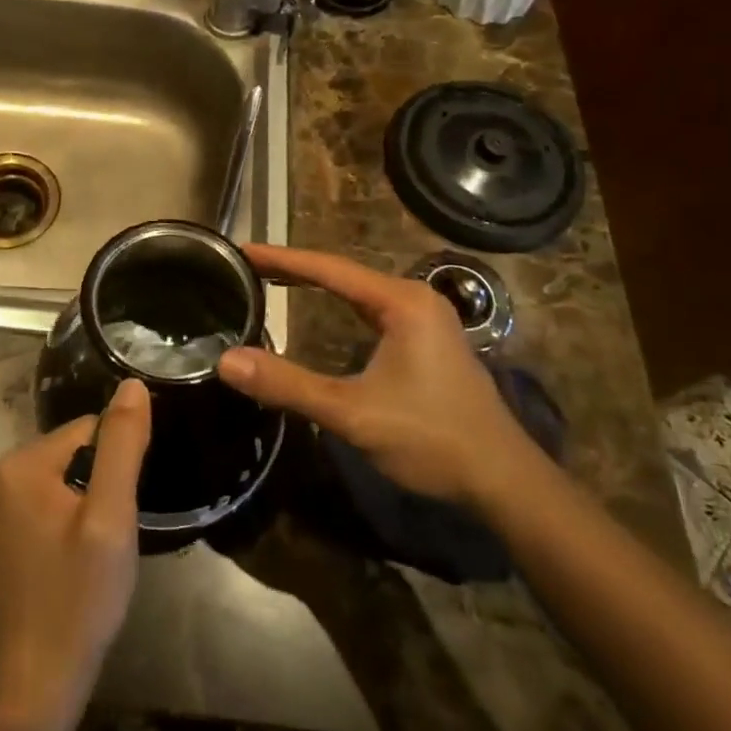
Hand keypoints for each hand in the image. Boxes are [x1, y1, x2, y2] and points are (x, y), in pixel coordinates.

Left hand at [0, 378, 150, 730]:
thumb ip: (122, 445)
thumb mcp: (110, 517)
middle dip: (104, 480)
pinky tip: (84, 552)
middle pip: (76, 449)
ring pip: (68, 474)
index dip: (118, 463)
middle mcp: (2, 472)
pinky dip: (76, 513)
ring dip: (93, 499)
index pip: (88, 429)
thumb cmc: (79, 596)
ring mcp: (1, 502)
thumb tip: (132, 384)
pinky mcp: (8, 526)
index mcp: (21, 463)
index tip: (127, 505)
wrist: (40, 679)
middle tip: (116, 530)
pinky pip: (54, 496)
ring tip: (103, 544)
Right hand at [217, 244, 533, 505]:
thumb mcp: (352, 413)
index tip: (242, 250)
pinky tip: (320, 310)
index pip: (328, 268)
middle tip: (248, 265)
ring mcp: (425, 318)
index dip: (281, 258)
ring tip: (272, 279)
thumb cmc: (430, 438)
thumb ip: (288, 385)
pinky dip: (339, 303)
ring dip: (316, 284)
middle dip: (294, 268)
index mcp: (401, 302)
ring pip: (358, 290)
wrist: (503, 480)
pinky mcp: (427, 340)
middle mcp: (415, 298)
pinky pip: (371, 308)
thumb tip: (226, 362)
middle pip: (343, 273)